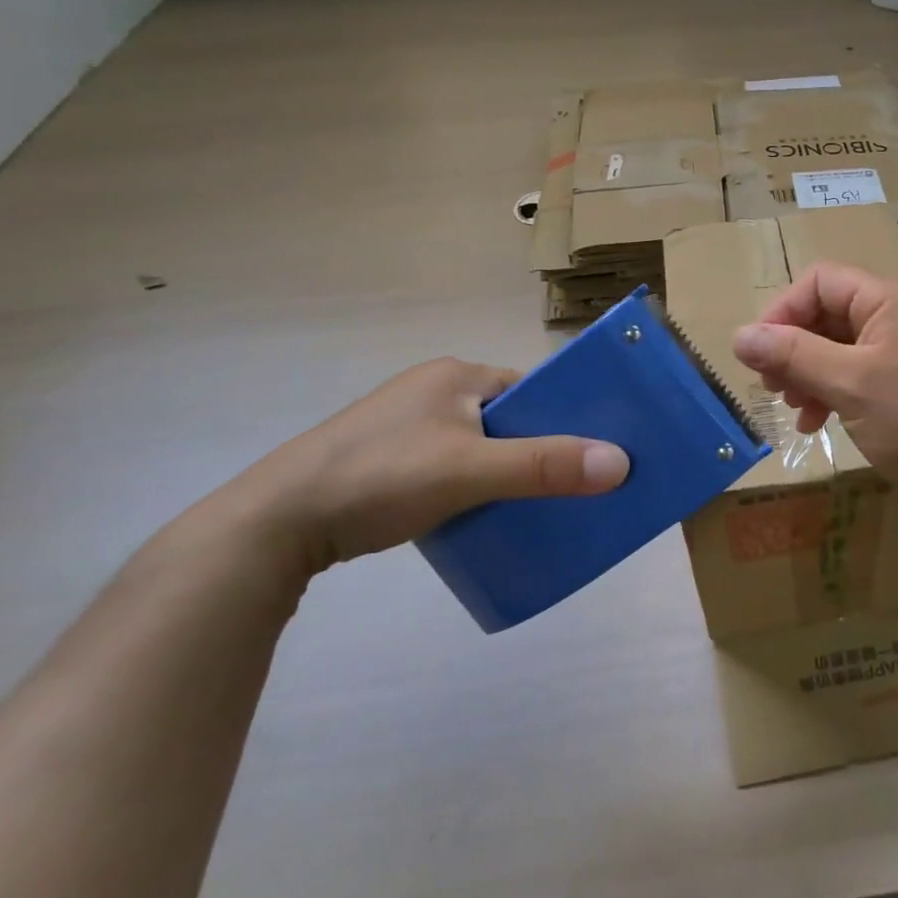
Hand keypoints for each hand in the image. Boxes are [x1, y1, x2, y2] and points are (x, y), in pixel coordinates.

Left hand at [243, 359, 628, 574]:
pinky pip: (449, 466)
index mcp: (454, 374)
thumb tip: (620, 462)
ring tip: (530, 506)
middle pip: (506, 418)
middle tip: (569, 486)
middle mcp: (432, 390)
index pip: (528, 388)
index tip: (592, 451)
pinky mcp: (385, 460)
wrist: (276, 522)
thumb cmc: (380, 477)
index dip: (563, 416)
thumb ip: (544, 465)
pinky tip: (478, 516)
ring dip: (503, 471)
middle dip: (536, 449)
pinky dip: (471, 486)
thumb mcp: (470, 470)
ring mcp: (404, 426)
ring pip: (477, 445)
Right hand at [732, 264, 897, 530]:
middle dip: (794, 347)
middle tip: (773, 388)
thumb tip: (738, 335)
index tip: (760, 355)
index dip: (783, 312)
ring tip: (794, 409)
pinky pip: (859, 370)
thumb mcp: (849, 385)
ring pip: (840, 345)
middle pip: (828, 312)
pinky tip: (818, 422)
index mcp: (891, 298)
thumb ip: (792, 355)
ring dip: (809, 372)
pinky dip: (832, 390)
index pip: (820, 281)